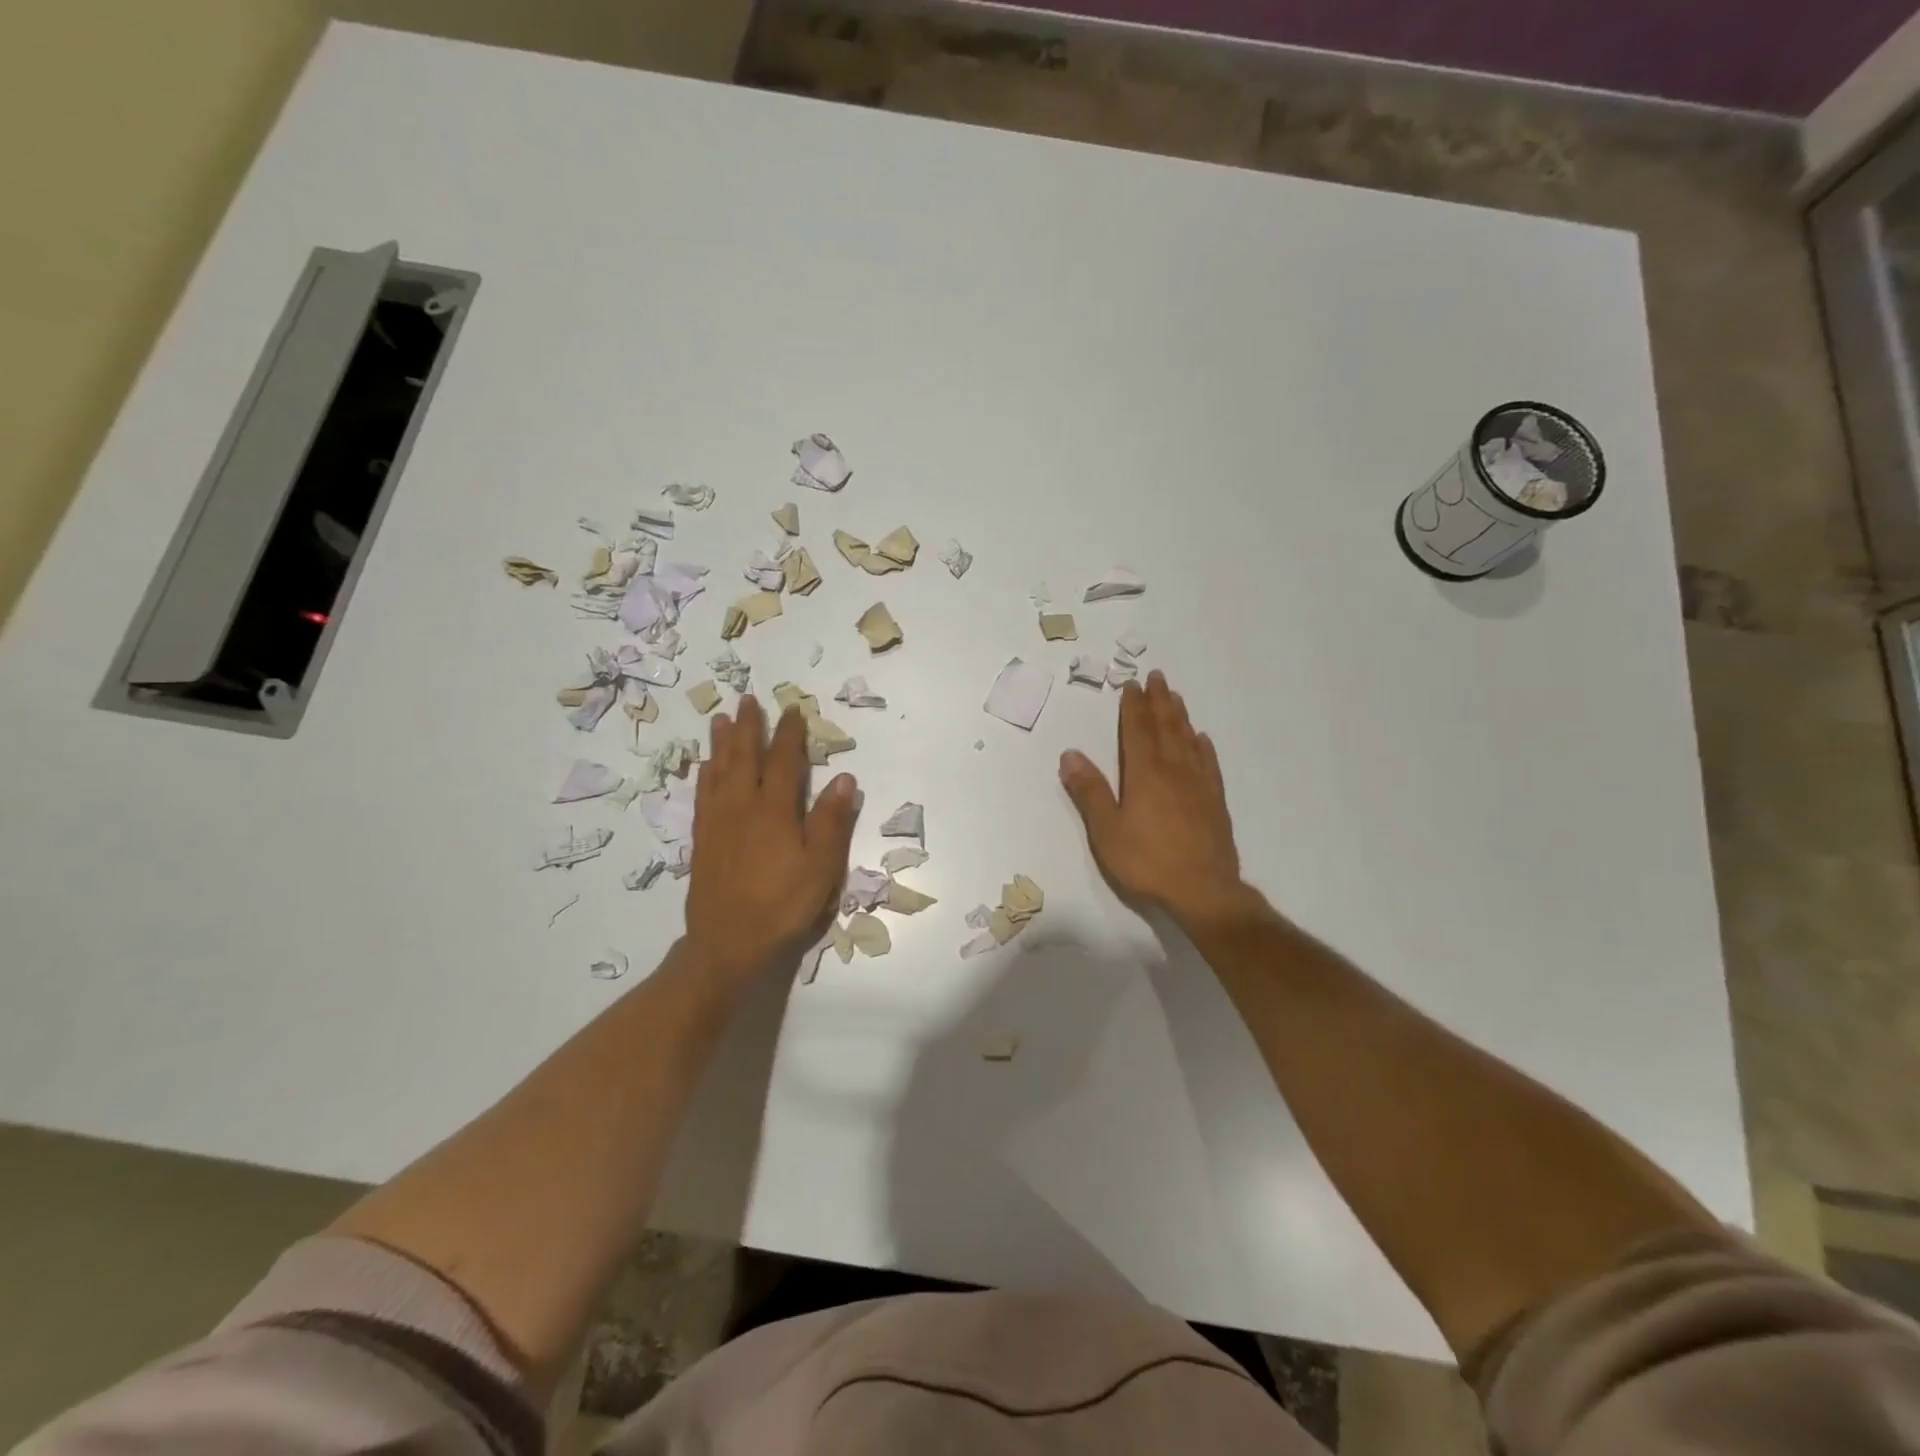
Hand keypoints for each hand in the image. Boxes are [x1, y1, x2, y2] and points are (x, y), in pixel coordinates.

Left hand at [687, 697, 859, 981]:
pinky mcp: (702, 839)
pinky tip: (705, 767)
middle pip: (744, 757)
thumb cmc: (783, 905)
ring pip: (718, 771)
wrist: (729, 943)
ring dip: (721, 743)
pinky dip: (704, 774)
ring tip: (720, 719)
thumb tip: (843, 778)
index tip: (793, 710)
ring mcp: (717, 822)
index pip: (784, 762)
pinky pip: (702, 795)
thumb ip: (831, 821)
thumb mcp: (822, 867)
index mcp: (775, 811)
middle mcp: (742, 807)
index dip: (790, 734)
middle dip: (748, 727)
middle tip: (747, 699)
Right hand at [1059, 670, 1247, 928]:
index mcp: (1145, 774)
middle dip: (1159, 701)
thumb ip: (1089, 791)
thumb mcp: (1107, 831)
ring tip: (1176, 697)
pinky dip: (1203, 747)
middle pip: (1166, 728)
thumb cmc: (1148, 862)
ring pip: (1188, 740)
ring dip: (1180, 716)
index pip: (1137, 731)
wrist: (1204, 891)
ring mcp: (1199, 786)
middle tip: (1157, 677)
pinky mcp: (1215, 803)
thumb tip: (1070, 754)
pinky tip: (1202, 740)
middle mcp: (1174, 771)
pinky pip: (1208, 764)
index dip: (1133, 707)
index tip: (1132, 684)